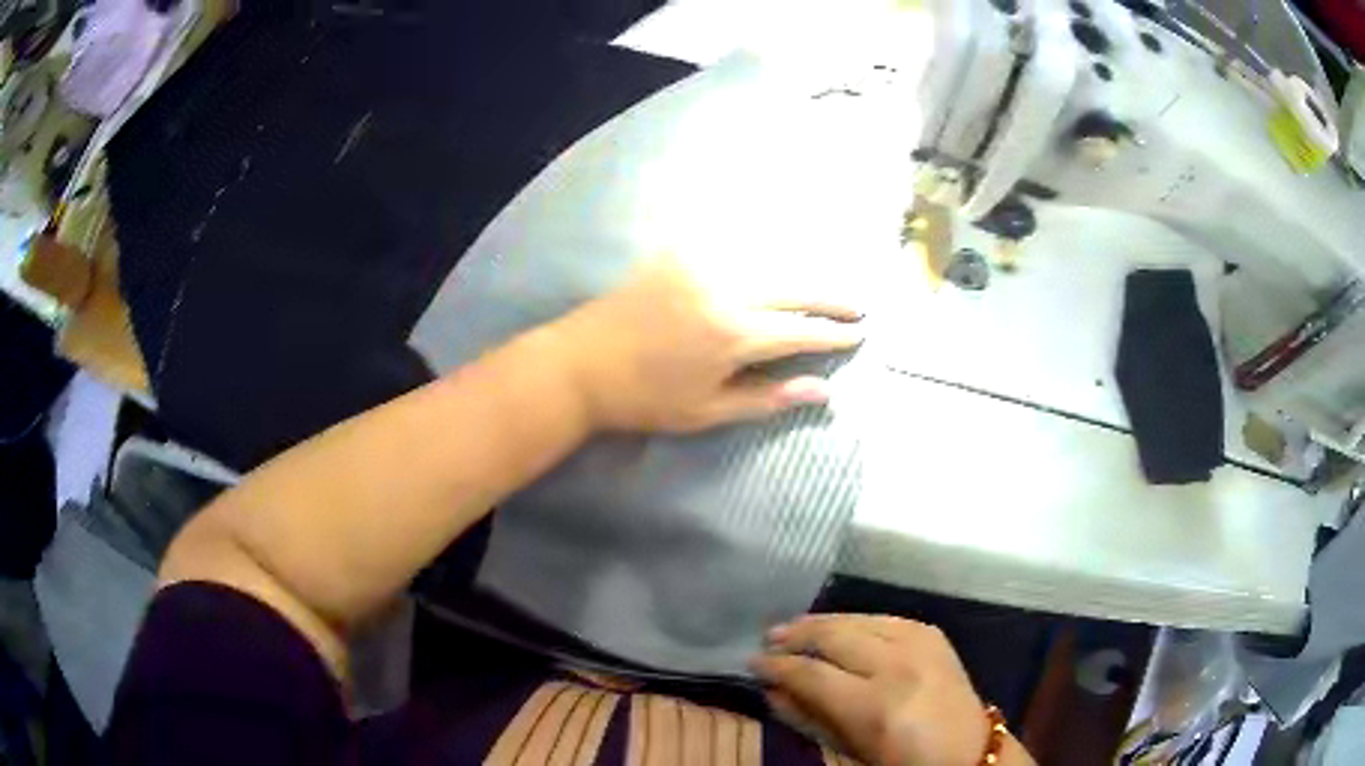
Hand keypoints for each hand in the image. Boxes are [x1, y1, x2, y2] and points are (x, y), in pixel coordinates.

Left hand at [550, 257, 863, 432]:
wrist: (579, 365)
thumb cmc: (644, 399)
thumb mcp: (707, 411)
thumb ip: (768, 398)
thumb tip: (824, 392)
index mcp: (734, 334)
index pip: (800, 330)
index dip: (834, 334)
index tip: (861, 333)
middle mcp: (725, 290)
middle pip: (793, 288)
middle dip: (830, 298)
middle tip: (859, 305)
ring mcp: (700, 266)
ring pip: (767, 261)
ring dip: (801, 272)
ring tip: (825, 284)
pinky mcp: (677, 255)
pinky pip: (730, 246)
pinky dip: (760, 252)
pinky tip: (774, 256)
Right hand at [752, 615, 1034, 765]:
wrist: (967, 751)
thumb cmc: (902, 761)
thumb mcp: (850, 749)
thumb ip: (809, 718)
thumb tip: (772, 690)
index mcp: (876, 706)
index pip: (812, 673)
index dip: (777, 666)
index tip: (753, 662)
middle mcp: (899, 666)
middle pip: (835, 636)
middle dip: (796, 635)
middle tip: (768, 638)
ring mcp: (921, 644)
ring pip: (859, 619)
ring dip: (822, 621)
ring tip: (795, 626)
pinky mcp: (933, 634)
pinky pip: (885, 617)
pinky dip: (856, 620)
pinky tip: (840, 625)